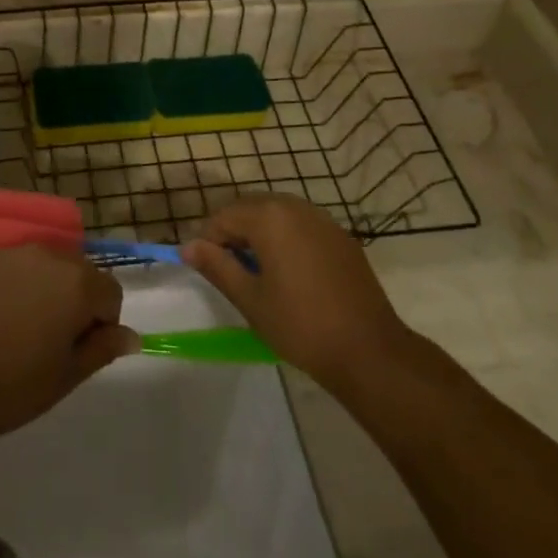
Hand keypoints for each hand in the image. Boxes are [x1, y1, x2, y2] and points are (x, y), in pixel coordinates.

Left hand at [0, 245, 138, 443]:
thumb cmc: (12, 386)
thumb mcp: (67, 376)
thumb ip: (103, 348)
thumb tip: (131, 336)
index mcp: (77, 282)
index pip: (111, 293)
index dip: (102, 325)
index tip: (78, 352)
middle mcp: (48, 256)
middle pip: (81, 273)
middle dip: (77, 302)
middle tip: (53, 343)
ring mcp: (12, 254)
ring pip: (48, 268)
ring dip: (48, 291)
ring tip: (23, 330)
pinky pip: (16, 269)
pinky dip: (18, 287)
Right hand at [183, 195, 413, 394]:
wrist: (368, 350)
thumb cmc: (300, 325)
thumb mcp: (249, 299)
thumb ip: (216, 266)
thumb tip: (188, 247)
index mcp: (269, 217)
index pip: (223, 216)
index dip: (209, 240)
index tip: (207, 269)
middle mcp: (296, 207)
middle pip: (251, 208)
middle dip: (234, 232)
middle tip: (230, 270)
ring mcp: (323, 219)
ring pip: (278, 214)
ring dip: (260, 233)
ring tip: (258, 272)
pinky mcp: (341, 237)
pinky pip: (302, 225)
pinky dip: (286, 238)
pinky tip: (290, 273)